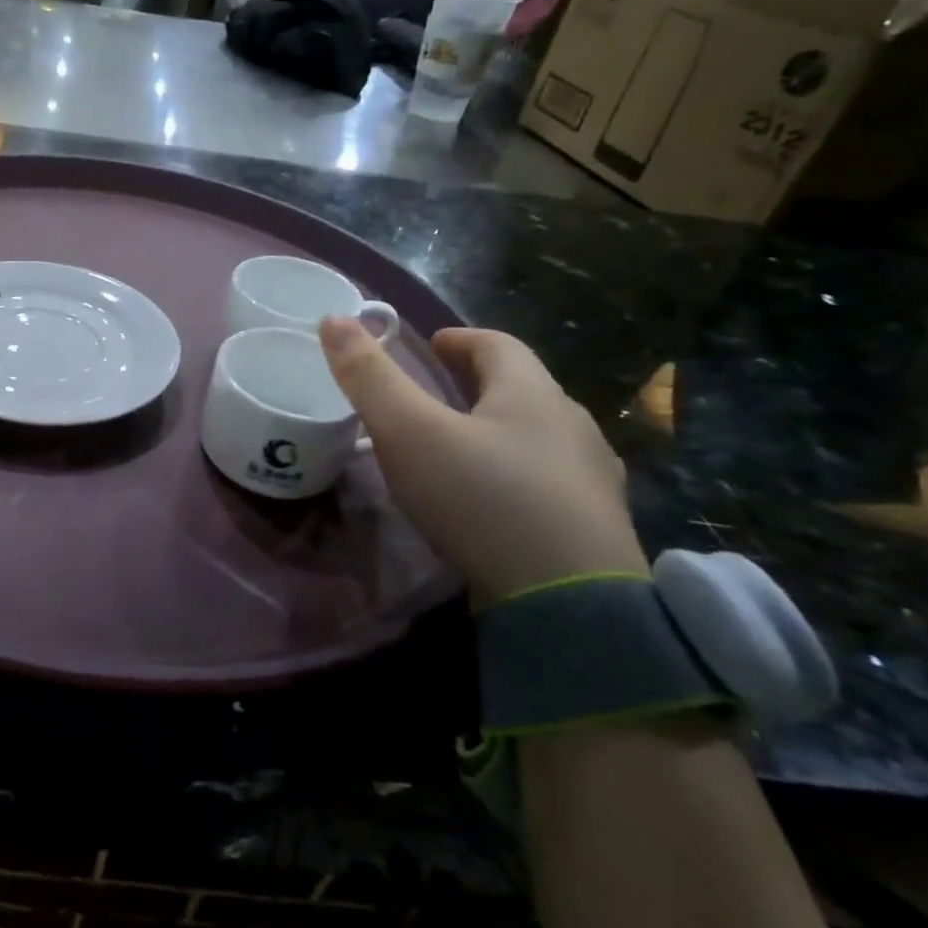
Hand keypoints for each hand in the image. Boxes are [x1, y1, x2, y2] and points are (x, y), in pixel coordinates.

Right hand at [320, 320, 645, 605]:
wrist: (572, 608)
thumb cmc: (483, 500)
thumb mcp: (409, 433)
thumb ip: (369, 378)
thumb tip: (334, 319)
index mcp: (532, 394)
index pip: (498, 345)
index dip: (460, 339)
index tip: (432, 345)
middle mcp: (572, 427)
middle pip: (522, 389)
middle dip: (478, 384)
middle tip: (436, 396)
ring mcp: (591, 480)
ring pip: (539, 437)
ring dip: (501, 431)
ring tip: (460, 450)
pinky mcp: (594, 529)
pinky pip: (549, 484)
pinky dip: (517, 478)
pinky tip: (494, 505)